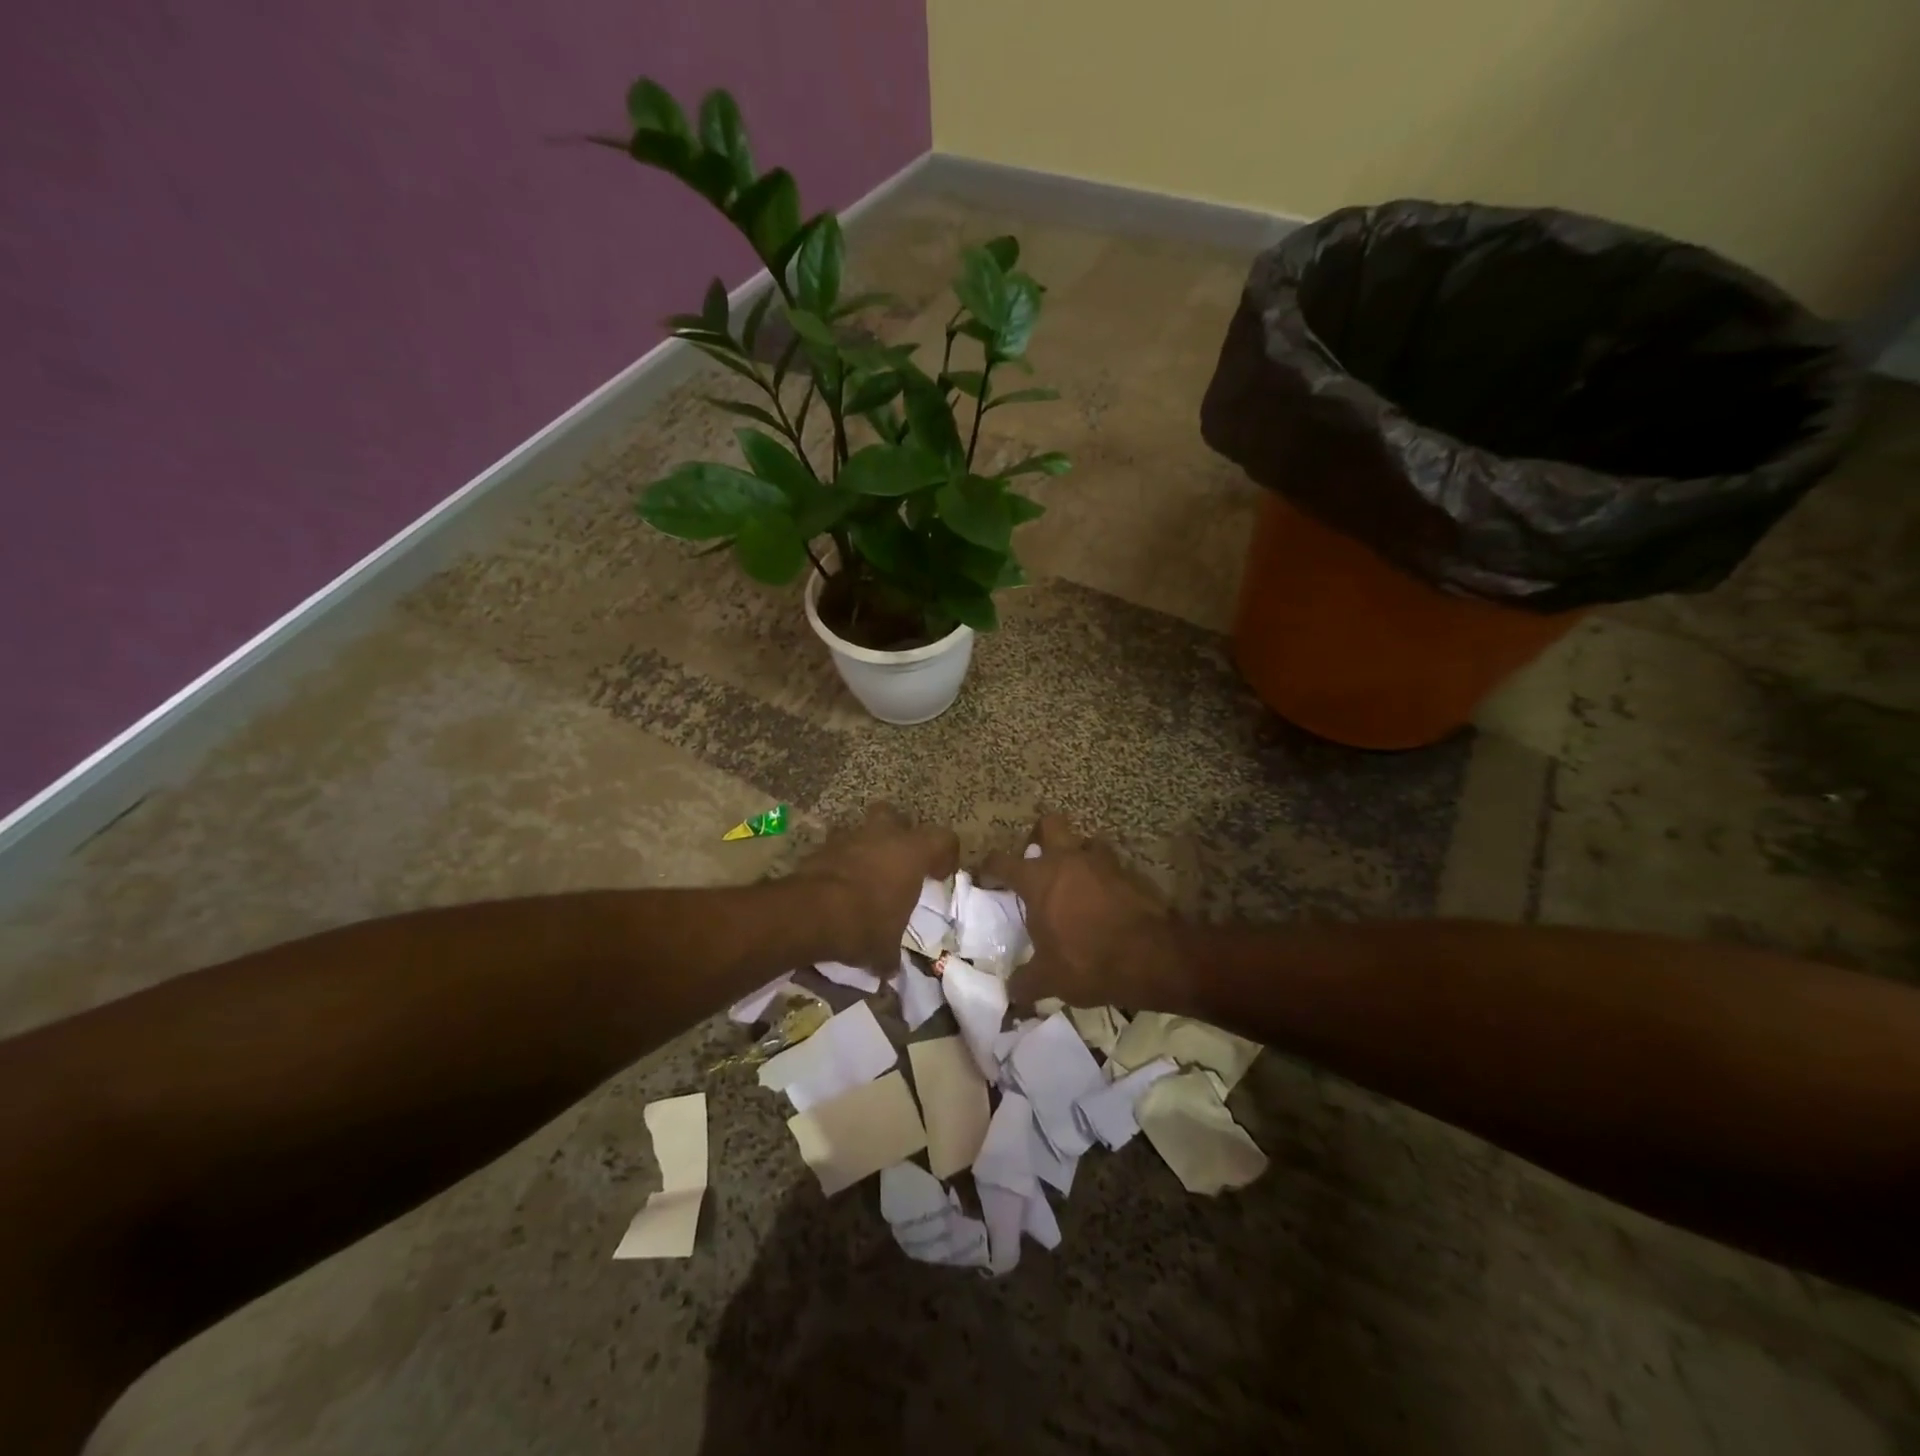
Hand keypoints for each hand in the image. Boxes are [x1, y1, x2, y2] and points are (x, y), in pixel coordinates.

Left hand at [791, 802, 959, 971]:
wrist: (810, 913)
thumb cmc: (864, 923)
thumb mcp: (885, 948)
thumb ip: (891, 954)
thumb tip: (890, 969)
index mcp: (912, 853)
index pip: (943, 838)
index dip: (945, 855)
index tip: (938, 876)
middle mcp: (883, 835)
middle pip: (898, 818)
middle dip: (899, 835)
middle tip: (899, 863)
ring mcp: (849, 837)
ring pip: (863, 829)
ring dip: (866, 847)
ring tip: (865, 875)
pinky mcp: (821, 847)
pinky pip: (837, 848)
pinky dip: (840, 862)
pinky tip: (838, 886)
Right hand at [981, 814, 1187, 1011]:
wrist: (1153, 956)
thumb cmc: (1089, 961)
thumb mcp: (1049, 979)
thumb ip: (1025, 982)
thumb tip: (1011, 993)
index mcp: (1038, 878)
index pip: (1002, 862)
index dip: (990, 868)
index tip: (986, 877)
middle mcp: (1067, 859)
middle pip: (1049, 825)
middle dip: (1040, 836)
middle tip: (1038, 861)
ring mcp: (1102, 862)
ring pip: (1084, 841)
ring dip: (1077, 855)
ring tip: (1075, 881)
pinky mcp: (1130, 872)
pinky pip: (1110, 864)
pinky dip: (1103, 876)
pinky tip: (1104, 899)